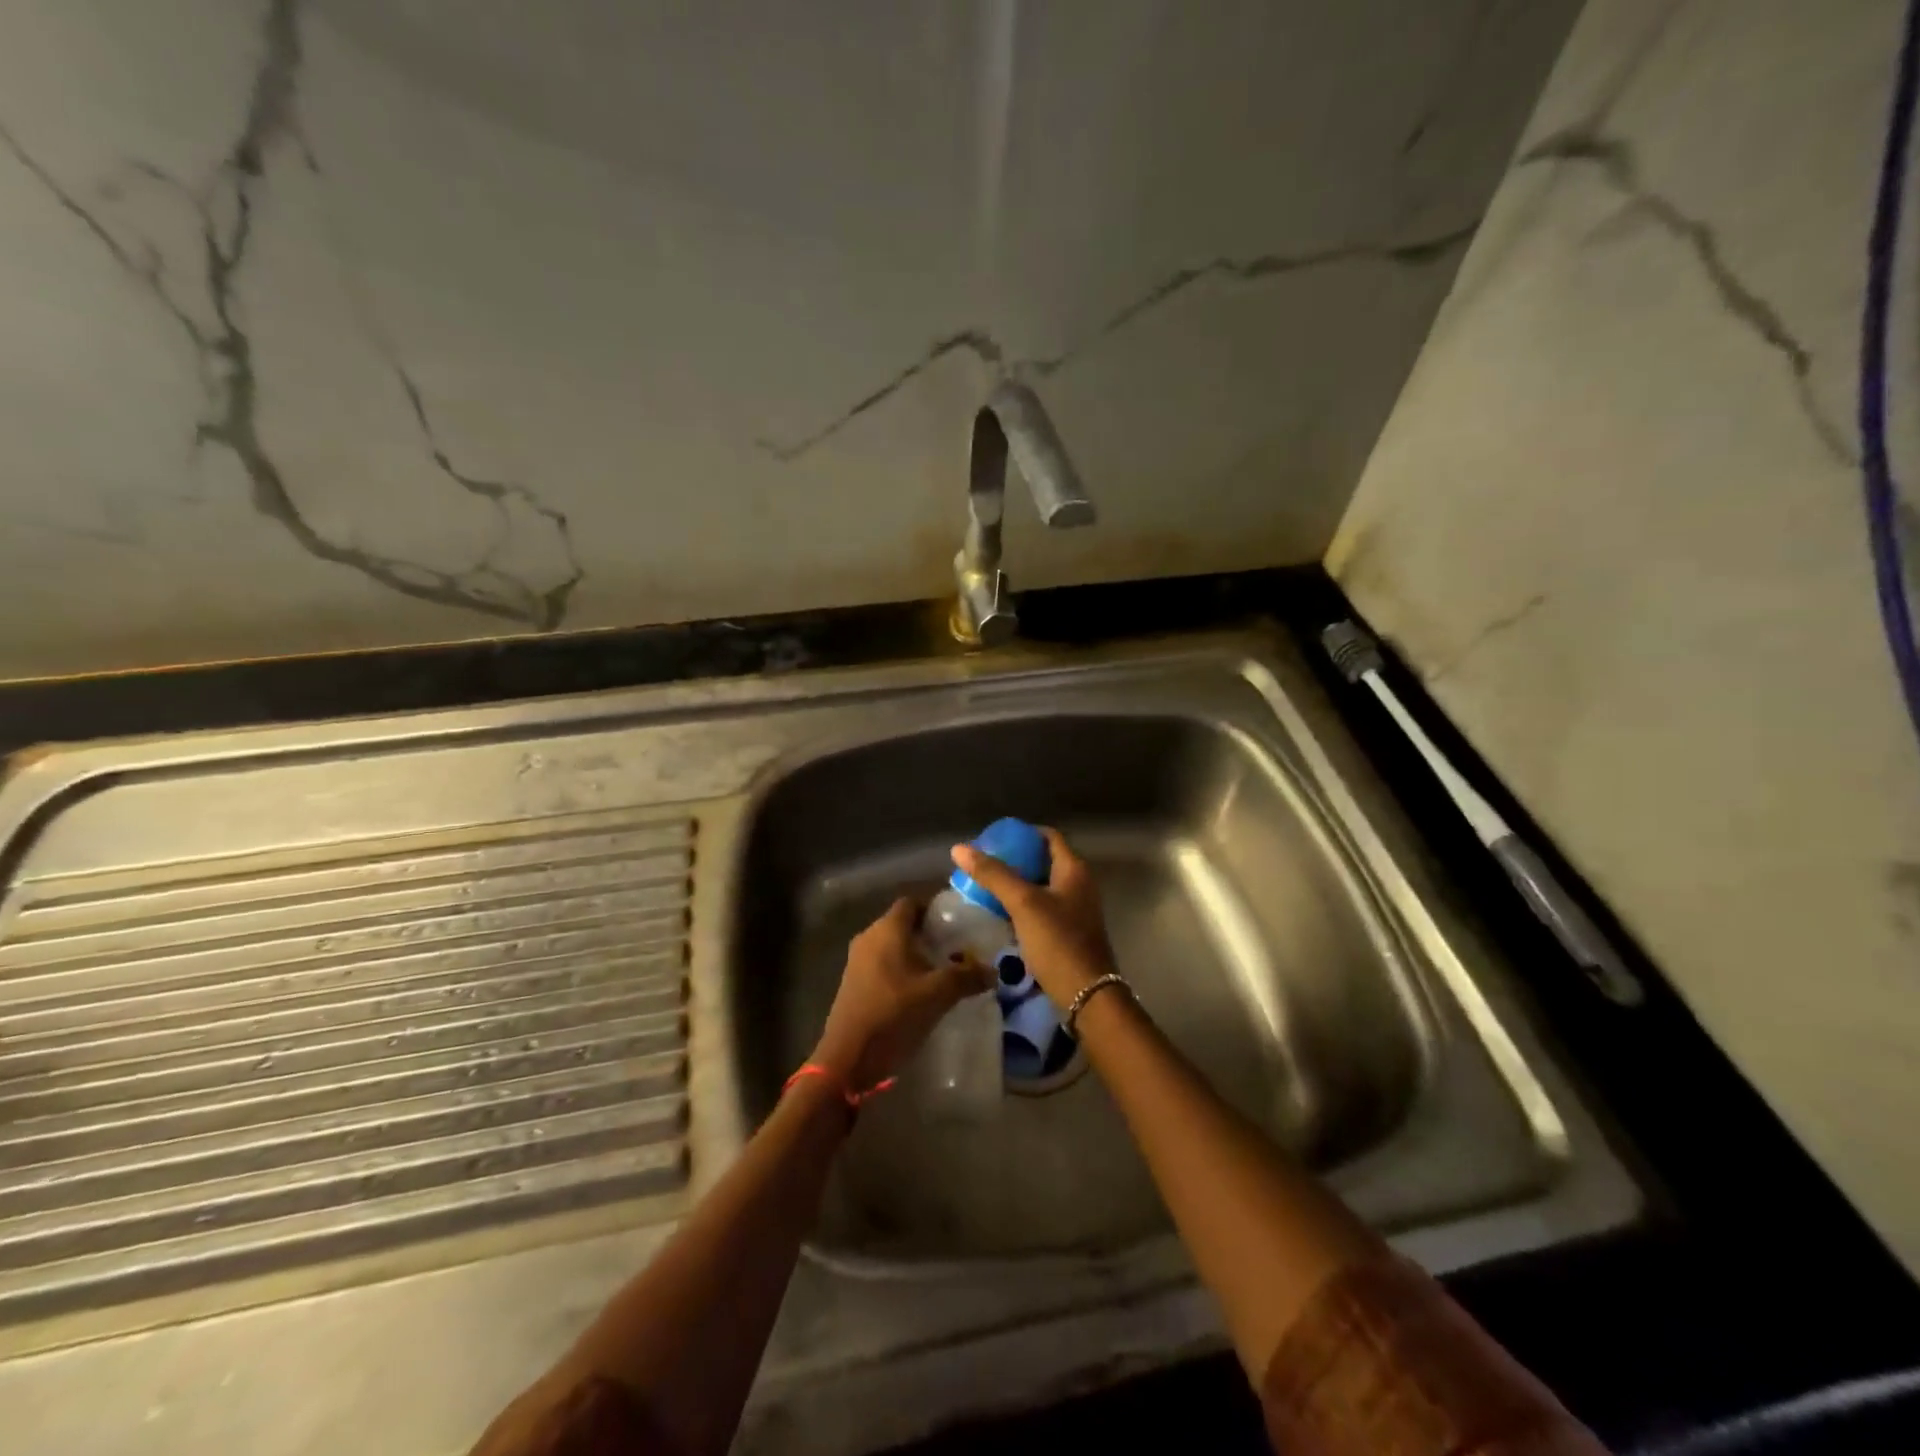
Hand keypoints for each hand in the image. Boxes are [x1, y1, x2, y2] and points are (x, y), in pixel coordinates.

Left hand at [812, 897, 992, 1090]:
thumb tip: (994, 971)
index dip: (934, 908)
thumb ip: (967, 977)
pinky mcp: (853, 984)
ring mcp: (857, 962)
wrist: (848, 1058)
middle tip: (957, 948)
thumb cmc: (894, 1014)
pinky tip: (921, 992)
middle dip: (929, 934)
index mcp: (887, 929)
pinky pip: (883, 966)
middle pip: (902, 924)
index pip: (912, 902)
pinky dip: (902, 971)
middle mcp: (869, 938)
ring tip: (944, 971)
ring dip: (916, 955)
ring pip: (892, 947)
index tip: (957, 922)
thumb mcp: (938, 994)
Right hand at [950, 827, 1115, 1006]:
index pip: (1048, 836)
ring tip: (985, 887)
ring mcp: (1075, 910)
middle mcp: (1079, 885)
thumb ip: (993, 874)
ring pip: (1041, 887)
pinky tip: (999, 915)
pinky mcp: (1068, 933)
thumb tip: (959, 848)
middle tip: (984, 864)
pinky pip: (1041, 910)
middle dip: (1014, 860)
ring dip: (1016, 885)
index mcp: (1074, 869)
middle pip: (1043, 861)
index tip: (994, 839)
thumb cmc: (1058, 942)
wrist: (1087, 996)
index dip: (1022, 833)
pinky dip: (1022, 907)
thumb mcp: (1023, 903)